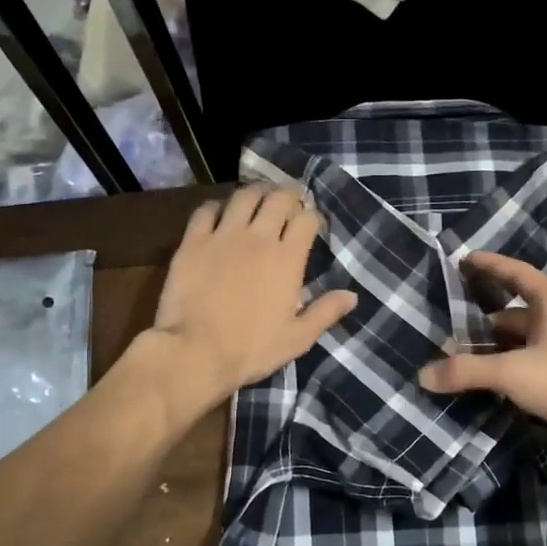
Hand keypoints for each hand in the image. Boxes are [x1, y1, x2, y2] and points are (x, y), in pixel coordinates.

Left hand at [146, 185, 356, 407]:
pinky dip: (217, 206)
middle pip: (278, 198)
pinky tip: (220, 213)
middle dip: (288, 194)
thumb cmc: (252, 349)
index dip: (311, 215)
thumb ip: (326, 312)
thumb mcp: (298, 338)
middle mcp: (258, 238)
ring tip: (258, 199)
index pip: (306, 219)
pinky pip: (206, 210)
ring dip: (255, 193)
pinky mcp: (194, 241)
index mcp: (288, 258)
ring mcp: (224, 235)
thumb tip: (353, 295)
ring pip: (244, 196)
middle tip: (288, 200)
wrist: (196, 352)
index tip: (310, 222)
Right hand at [418, 251, 546, 463]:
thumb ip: (467, 371)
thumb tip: (423, 375)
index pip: (517, 274)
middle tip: (447, 322)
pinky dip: (504, 373)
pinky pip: (525, 369)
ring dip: (492, 350)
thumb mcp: (513, 371)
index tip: (463, 259)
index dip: (490, 265)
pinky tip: (481, 383)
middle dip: (482, 319)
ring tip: (456, 356)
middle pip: (514, 313)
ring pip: (519, 344)